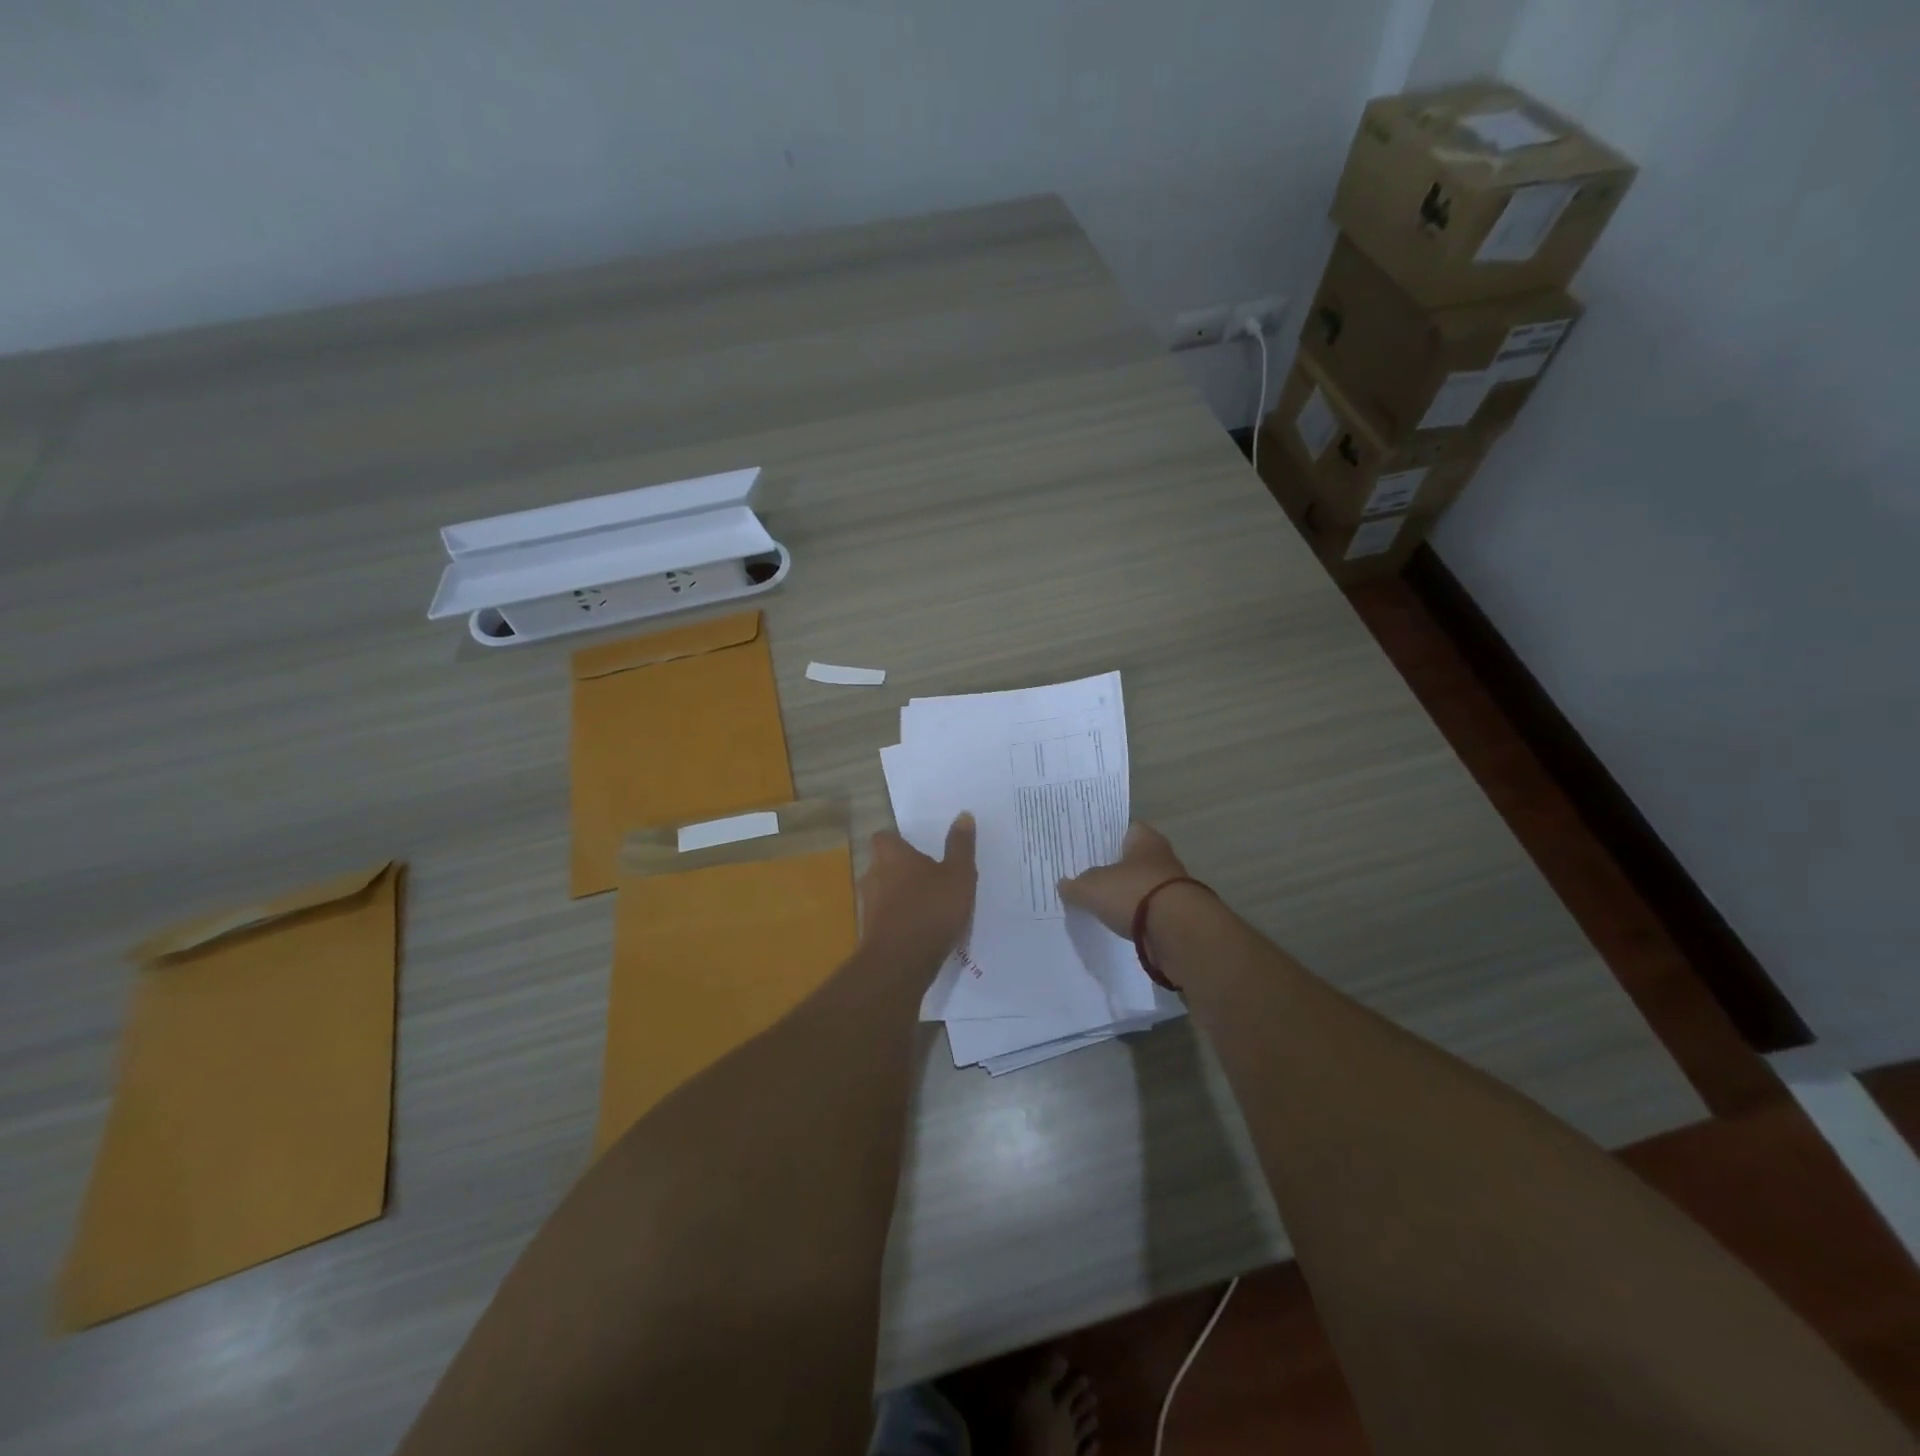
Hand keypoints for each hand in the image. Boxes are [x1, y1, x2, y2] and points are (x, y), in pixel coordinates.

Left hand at [859, 814, 976, 967]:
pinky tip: (923, 930)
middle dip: (903, 869)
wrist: (900, 963)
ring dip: (902, 896)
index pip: (885, 837)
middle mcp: (873, 875)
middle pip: (884, 864)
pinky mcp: (871, 932)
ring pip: (884, 892)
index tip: (919, 848)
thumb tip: (963, 815)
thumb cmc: (931, 909)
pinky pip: (887, 918)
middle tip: (931, 876)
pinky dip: (901, 920)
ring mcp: (868, 906)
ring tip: (931, 905)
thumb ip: (960, 846)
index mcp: (891, 855)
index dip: (899, 841)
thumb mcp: (958, 875)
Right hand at [1058, 822, 1190, 937]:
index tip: (1088, 846)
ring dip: (1128, 893)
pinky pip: (1149, 909)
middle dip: (1115, 867)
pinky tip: (1120, 922)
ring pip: (1142, 884)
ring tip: (1101, 901)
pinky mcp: (1176, 914)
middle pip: (1134, 858)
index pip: (1125, 828)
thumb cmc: (1133, 892)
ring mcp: (1172, 886)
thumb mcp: (1092, 887)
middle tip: (1088, 874)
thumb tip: (1064, 885)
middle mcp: (1162, 857)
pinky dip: (1137, 915)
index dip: (1107, 836)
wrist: (1177, 930)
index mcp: (1145, 839)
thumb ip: (1076, 885)